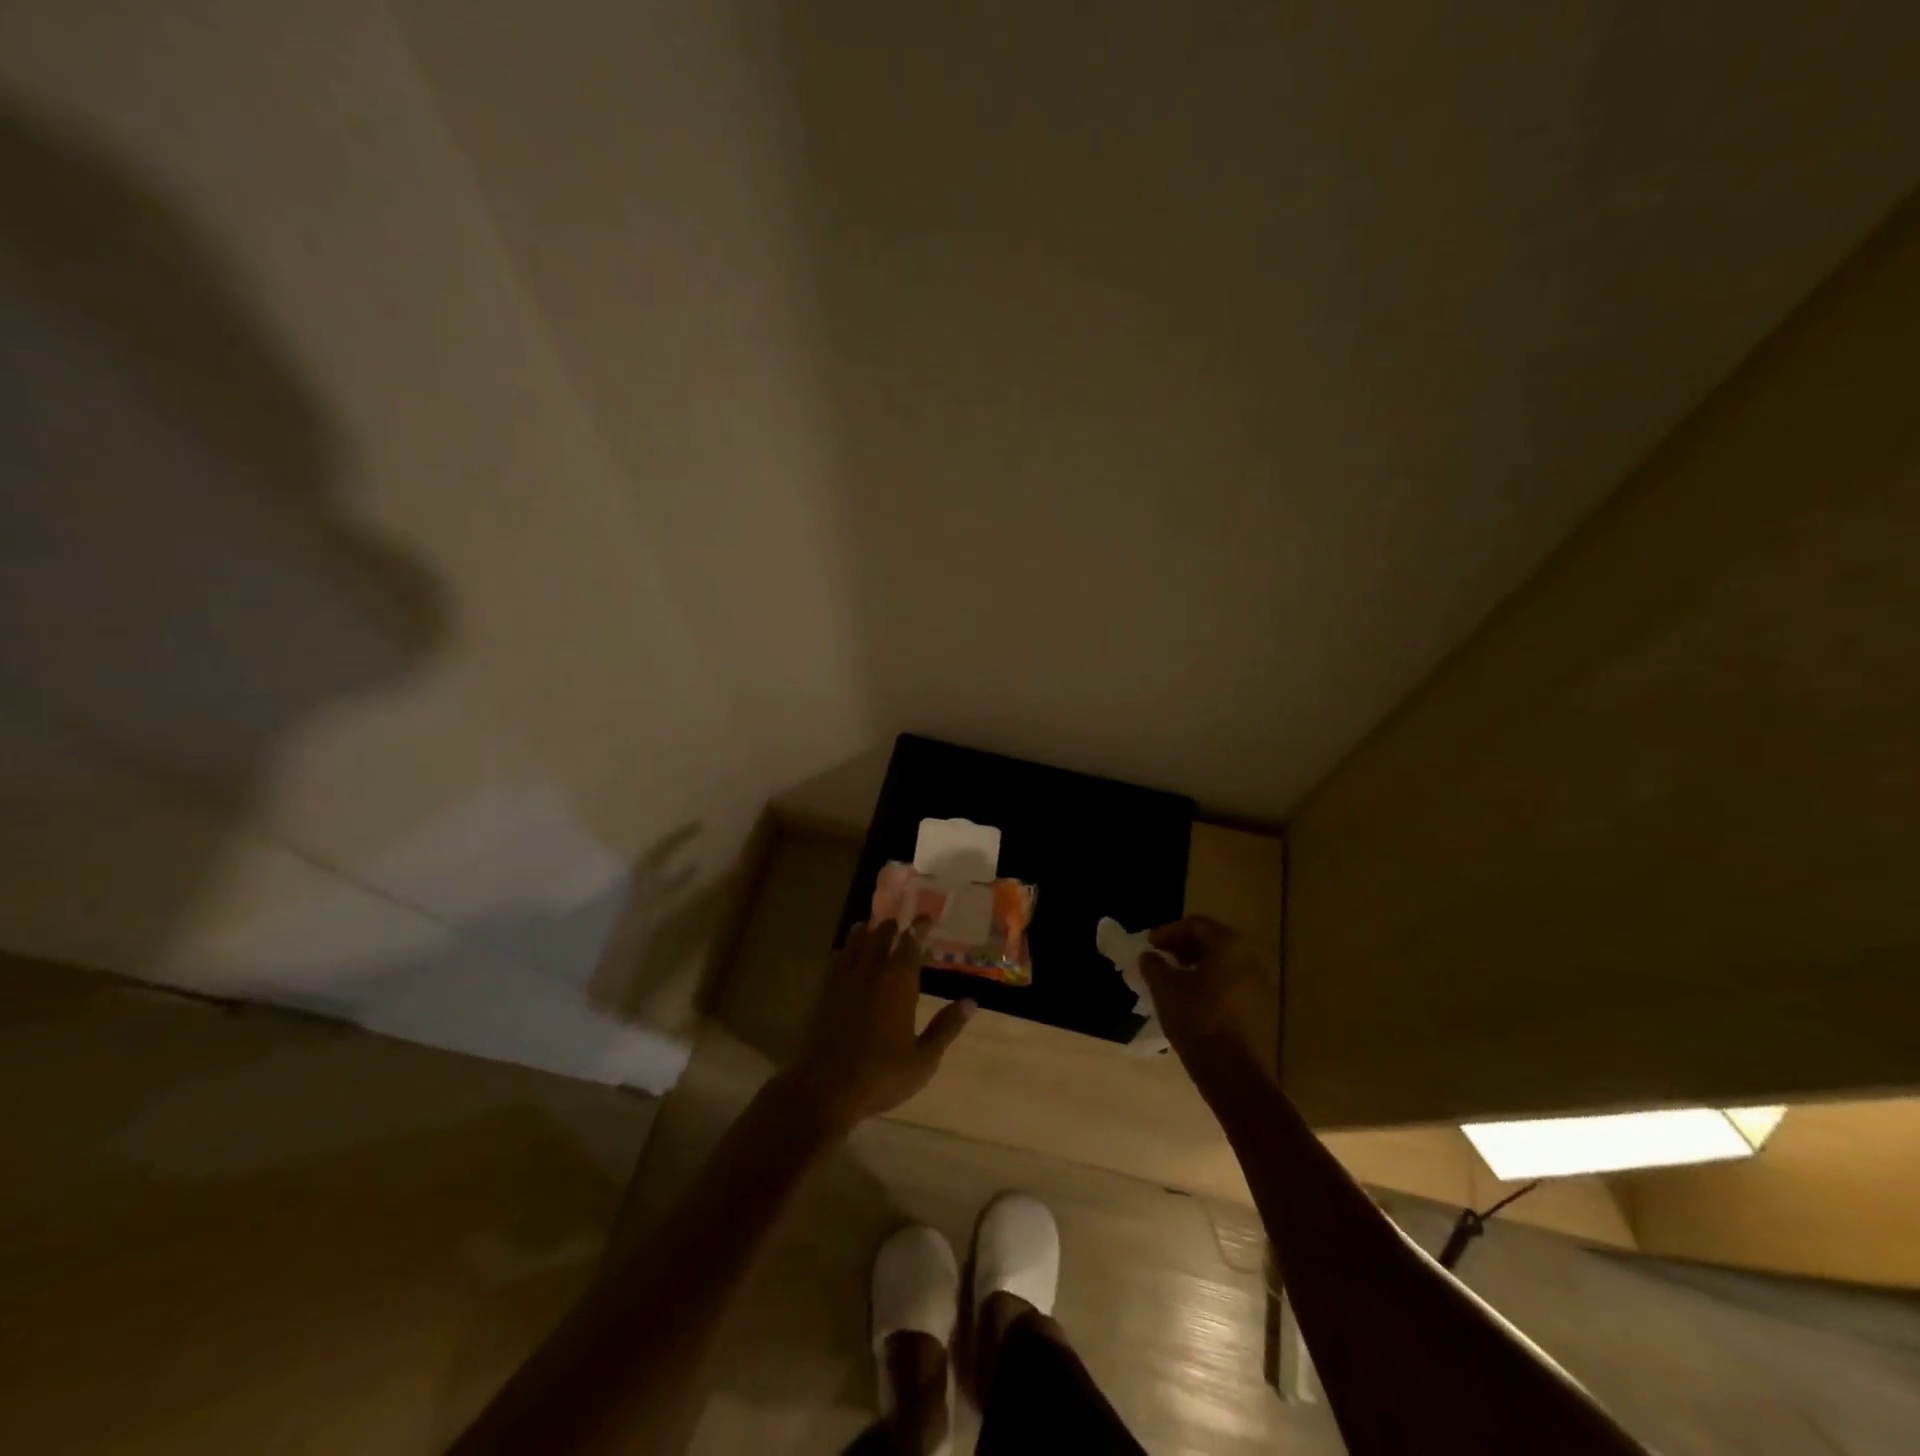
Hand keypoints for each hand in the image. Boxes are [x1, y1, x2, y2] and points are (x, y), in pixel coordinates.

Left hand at [783, 918, 976, 1132]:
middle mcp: (871, 973)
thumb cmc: (882, 1075)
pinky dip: (844, 951)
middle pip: (881, 937)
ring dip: (865, 932)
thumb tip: (971, 1002)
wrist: (825, 1089)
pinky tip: (843, 953)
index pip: (911, 944)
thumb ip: (946, 1027)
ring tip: (870, 926)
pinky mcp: (823, 993)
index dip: (919, 929)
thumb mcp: (923, 1059)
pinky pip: (835, 961)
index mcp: (898, 983)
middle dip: (892, 927)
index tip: (926, 918)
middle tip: (899, 922)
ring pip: (855, 944)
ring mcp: (843, 981)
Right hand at [1139, 916, 1278, 1077]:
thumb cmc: (1198, 1022)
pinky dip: (1209, 984)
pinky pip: (1230, 983)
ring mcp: (1258, 984)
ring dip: (1195, 966)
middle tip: (1159, 960)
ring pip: (1222, 964)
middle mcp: (1249, 958)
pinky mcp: (1260, 1008)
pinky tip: (1190, 1001)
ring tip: (1171, 981)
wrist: (1236, 1076)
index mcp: (1228, 946)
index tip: (1148, 946)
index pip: (1195, 924)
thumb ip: (1153, 965)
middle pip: (1212, 941)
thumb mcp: (1165, 989)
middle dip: (1182, 948)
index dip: (1168, 932)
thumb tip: (1149, 956)